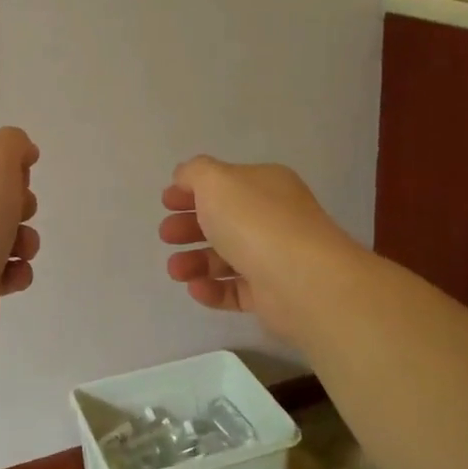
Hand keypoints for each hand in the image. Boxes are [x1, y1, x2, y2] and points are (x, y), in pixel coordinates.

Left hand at [0, 127, 40, 349]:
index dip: (13, 171)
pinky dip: (17, 272)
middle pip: (1, 202)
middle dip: (24, 207)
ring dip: (26, 242)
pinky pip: (6, 272)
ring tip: (21, 252)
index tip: (21, 181)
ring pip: (8, 238)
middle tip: (20, 215)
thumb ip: (11, 143)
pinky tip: (13, 274)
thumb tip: (24, 151)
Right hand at [158, 156, 357, 339]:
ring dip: (195, 261)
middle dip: (189, 226)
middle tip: (166, 235)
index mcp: (265, 185)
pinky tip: (195, 288)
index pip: (225, 183)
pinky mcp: (272, 295)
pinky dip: (213, 289)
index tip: (166, 202)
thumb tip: (184, 177)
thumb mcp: (216, 181)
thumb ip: (194, 173)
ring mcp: (274, 257)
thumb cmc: (255, 221)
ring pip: (226, 257)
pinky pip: (236, 290)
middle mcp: (273, 218)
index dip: (192, 190)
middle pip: (223, 220)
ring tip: (175, 271)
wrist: (302, 280)